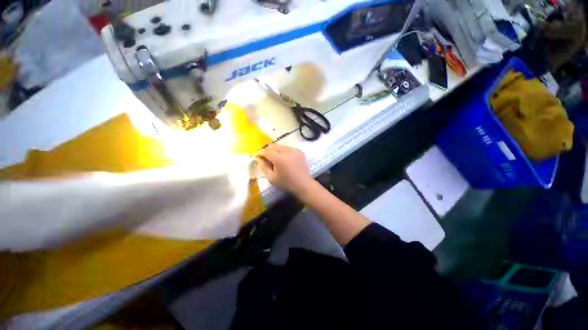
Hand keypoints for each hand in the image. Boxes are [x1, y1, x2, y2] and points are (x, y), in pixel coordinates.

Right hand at [257, 144, 314, 196]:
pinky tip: (285, 160)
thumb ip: (263, 167)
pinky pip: (288, 148)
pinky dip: (284, 152)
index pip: (266, 150)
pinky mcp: (300, 151)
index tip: (258, 157)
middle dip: (268, 151)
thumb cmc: (286, 183)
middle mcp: (287, 151)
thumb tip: (259, 159)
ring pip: (281, 146)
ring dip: (276, 151)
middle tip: (267, 159)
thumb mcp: (271, 178)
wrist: (304, 184)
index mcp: (279, 159)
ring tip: (276, 160)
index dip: (260, 153)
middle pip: (273, 145)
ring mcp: (295, 150)